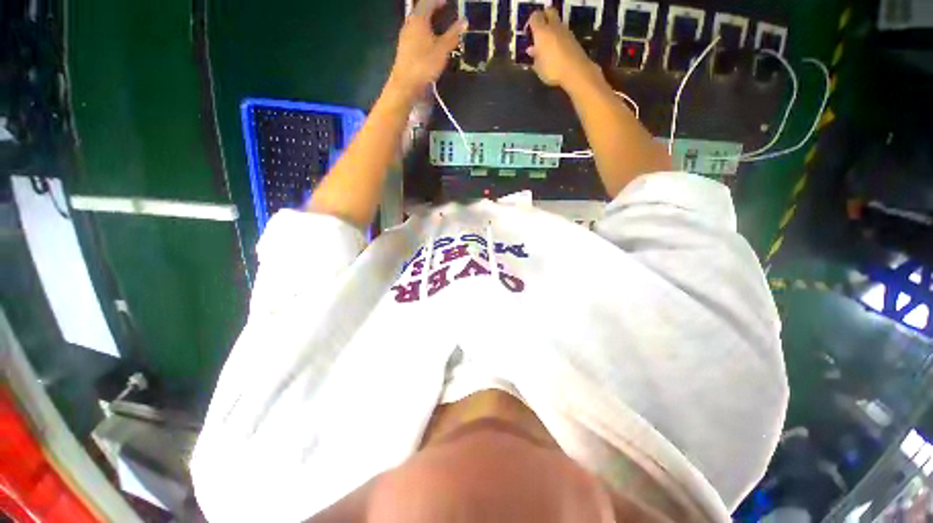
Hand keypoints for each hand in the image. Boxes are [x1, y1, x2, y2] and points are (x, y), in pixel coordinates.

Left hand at [387, 0, 465, 101]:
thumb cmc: (424, 65)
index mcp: (419, 19)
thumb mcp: (442, 50)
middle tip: (443, 10)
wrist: (406, 84)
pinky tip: (428, 41)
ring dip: (427, 21)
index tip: (447, 2)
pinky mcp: (403, 48)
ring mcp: (404, 36)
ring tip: (438, 25)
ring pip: (416, 22)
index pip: (428, 2)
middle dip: (432, 9)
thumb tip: (464, 22)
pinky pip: (414, 33)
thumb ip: (453, 35)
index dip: (438, 1)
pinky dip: (423, 32)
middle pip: (420, 10)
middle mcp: (409, 24)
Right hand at [526, 8, 599, 89]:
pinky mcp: (573, 38)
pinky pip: (563, 33)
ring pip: (557, 23)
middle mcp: (553, 27)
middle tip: (539, 31)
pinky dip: (558, 37)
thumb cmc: (552, 70)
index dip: (530, 23)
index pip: (535, 17)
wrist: (576, 71)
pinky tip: (556, 50)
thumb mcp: (538, 67)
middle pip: (548, 12)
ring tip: (547, 45)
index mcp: (541, 31)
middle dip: (543, 18)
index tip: (528, 34)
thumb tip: (531, 49)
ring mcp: (565, 31)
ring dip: (551, 29)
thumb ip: (534, 56)